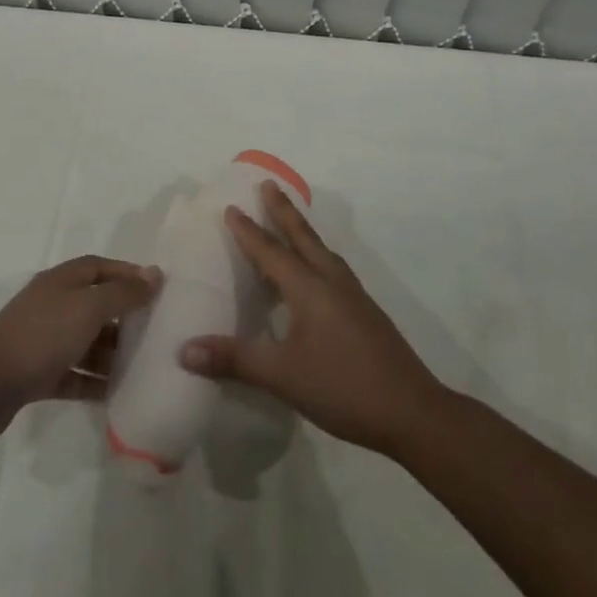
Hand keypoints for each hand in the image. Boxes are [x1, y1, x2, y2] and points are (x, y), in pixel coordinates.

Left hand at [0, 255, 159, 438]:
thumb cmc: (42, 336)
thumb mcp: (89, 308)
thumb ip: (123, 293)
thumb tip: (154, 274)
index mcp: (61, 281)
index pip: (99, 267)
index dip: (126, 274)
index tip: (155, 289)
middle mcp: (52, 305)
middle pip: (94, 305)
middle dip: (122, 317)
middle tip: (153, 332)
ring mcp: (42, 340)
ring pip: (84, 341)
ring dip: (110, 353)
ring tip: (140, 367)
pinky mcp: (36, 373)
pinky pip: (72, 374)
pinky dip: (92, 381)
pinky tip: (115, 394)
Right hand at [179, 185, 444, 456]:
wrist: (413, 411)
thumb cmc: (343, 387)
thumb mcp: (282, 376)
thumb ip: (234, 359)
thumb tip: (183, 349)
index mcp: (309, 288)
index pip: (271, 251)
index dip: (248, 231)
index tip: (231, 207)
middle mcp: (331, 281)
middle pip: (303, 236)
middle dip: (283, 210)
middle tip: (268, 184)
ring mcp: (352, 295)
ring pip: (321, 250)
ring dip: (301, 231)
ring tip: (289, 221)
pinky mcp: (365, 311)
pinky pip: (332, 268)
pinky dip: (316, 255)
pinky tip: (315, 274)